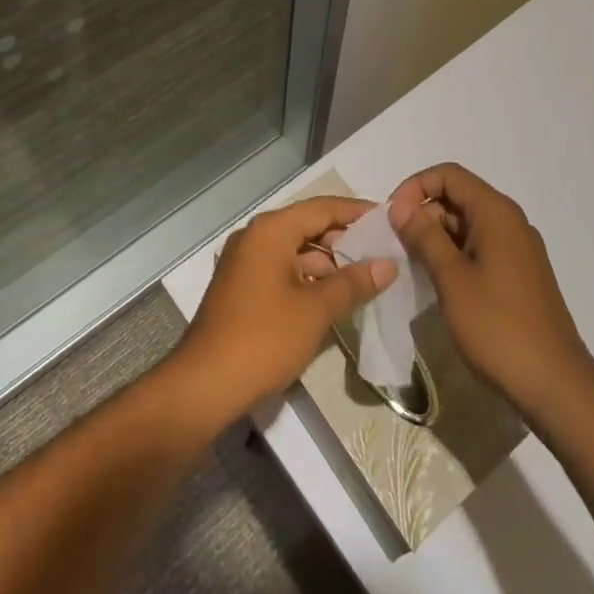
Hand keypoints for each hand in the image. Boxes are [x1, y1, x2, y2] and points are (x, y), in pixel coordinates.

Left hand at [169, 196, 397, 427]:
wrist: (205, 385)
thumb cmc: (264, 337)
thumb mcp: (316, 309)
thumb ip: (353, 282)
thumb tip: (388, 264)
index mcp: (271, 230)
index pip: (322, 208)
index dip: (356, 212)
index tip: (388, 219)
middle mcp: (255, 237)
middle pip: (308, 226)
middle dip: (344, 240)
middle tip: (382, 252)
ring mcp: (245, 262)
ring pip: (295, 251)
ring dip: (328, 263)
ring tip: (365, 279)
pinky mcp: (241, 287)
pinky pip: (282, 270)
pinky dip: (308, 278)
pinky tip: (332, 298)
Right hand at [389, 163, 593, 421]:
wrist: (556, 387)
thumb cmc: (499, 327)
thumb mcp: (452, 279)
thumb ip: (424, 236)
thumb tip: (400, 206)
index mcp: (497, 213)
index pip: (449, 175)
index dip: (415, 187)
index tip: (392, 217)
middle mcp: (510, 222)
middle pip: (458, 197)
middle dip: (423, 212)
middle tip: (396, 243)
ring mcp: (517, 249)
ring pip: (467, 224)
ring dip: (436, 236)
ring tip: (411, 264)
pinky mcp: (519, 275)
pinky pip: (479, 247)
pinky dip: (454, 254)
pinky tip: (437, 281)